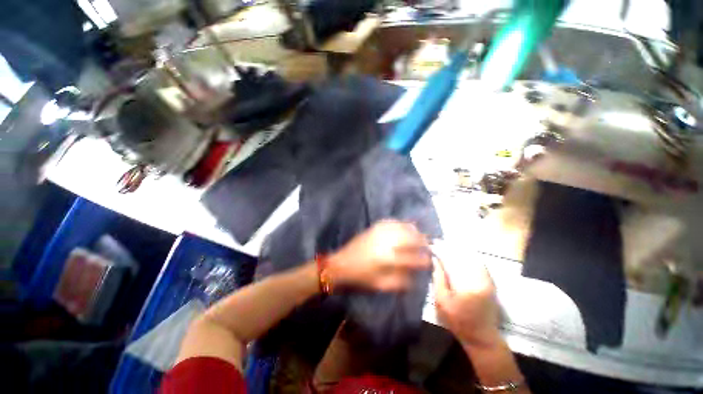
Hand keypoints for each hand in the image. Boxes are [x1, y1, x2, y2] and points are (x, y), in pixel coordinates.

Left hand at [327, 220, 430, 291]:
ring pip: (402, 226)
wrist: (341, 265)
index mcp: (388, 259)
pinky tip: (405, 227)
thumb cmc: (361, 278)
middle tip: (428, 245)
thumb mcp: (382, 285)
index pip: (413, 258)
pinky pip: (391, 222)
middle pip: (410, 237)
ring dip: (414, 230)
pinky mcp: (374, 227)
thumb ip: (401, 281)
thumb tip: (416, 276)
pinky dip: (401, 224)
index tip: (431, 261)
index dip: (424, 260)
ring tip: (419, 235)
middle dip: (422, 241)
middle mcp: (386, 242)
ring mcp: (379, 231)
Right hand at [433, 255, 500, 348]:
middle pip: (462, 256)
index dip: (440, 251)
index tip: (431, 246)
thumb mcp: (441, 302)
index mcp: (465, 284)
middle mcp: (479, 278)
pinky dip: (468, 256)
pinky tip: (459, 254)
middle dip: (448, 248)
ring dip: (458, 250)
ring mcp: (487, 279)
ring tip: (446, 246)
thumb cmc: (458, 321)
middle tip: (437, 243)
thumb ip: (438, 279)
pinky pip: (479, 263)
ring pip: (471, 257)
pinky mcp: (490, 282)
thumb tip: (435, 260)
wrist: (482, 337)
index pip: (450, 260)